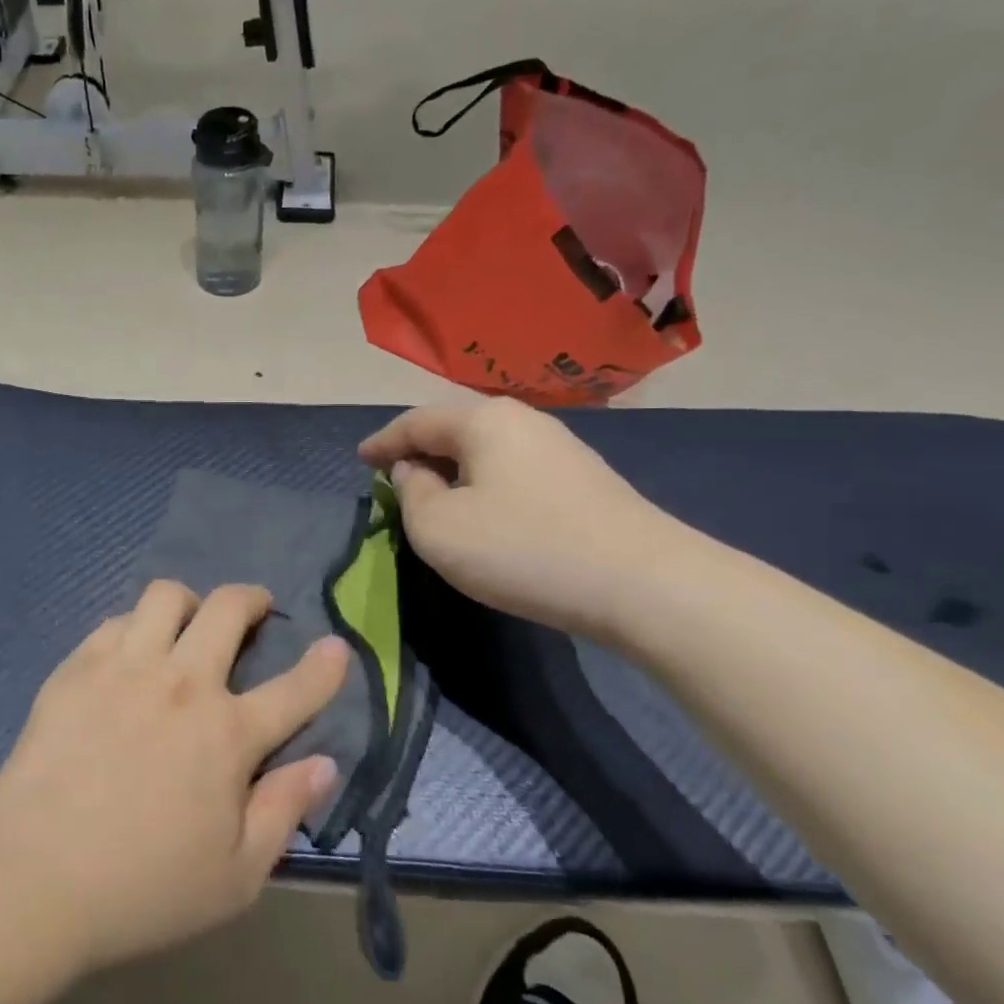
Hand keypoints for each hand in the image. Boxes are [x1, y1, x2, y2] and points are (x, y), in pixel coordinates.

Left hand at [0, 582, 347, 973]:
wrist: (33, 878)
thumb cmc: (143, 888)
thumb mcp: (236, 877)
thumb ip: (285, 812)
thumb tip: (324, 763)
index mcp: (227, 734)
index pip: (295, 689)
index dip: (325, 665)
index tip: (336, 646)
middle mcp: (182, 684)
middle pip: (227, 608)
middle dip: (250, 599)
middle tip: (252, 611)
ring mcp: (126, 667)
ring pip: (166, 596)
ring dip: (188, 603)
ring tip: (186, 626)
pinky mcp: (78, 667)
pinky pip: (116, 620)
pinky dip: (135, 627)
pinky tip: (130, 655)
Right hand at [359, 399, 683, 636]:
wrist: (643, 583)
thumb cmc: (522, 548)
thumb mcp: (438, 528)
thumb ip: (411, 494)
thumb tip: (416, 472)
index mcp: (483, 420)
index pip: (416, 422)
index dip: (382, 442)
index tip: (360, 459)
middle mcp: (523, 421)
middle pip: (454, 429)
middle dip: (419, 452)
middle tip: (393, 479)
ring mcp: (560, 448)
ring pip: (487, 451)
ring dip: (454, 470)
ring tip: (434, 496)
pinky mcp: (584, 480)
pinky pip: (514, 471)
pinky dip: (485, 484)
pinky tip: (485, 512)